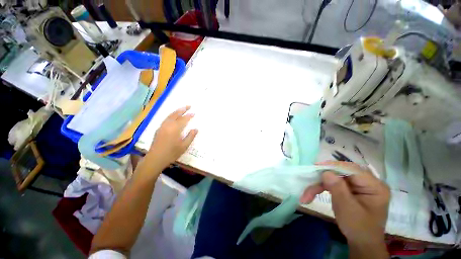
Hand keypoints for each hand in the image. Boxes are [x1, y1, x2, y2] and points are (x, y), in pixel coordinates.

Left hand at [148, 106, 197, 167]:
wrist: (155, 159)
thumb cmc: (171, 153)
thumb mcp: (184, 146)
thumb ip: (190, 136)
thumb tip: (196, 129)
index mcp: (175, 129)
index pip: (184, 119)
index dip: (189, 116)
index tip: (194, 113)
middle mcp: (168, 125)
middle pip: (176, 114)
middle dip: (182, 109)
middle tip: (189, 106)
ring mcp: (162, 126)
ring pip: (170, 115)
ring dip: (176, 111)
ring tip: (182, 109)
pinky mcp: (158, 129)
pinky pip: (166, 119)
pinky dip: (171, 115)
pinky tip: (173, 116)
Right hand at [301, 161, 389, 245]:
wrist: (361, 242)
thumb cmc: (358, 228)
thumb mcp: (348, 209)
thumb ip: (338, 188)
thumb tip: (326, 172)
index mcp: (375, 186)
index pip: (352, 169)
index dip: (333, 166)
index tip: (316, 167)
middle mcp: (367, 182)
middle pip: (340, 173)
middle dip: (322, 179)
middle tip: (308, 183)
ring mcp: (357, 185)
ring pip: (333, 178)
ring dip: (319, 185)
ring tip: (307, 195)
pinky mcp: (349, 189)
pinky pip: (333, 183)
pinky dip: (321, 188)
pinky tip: (312, 193)